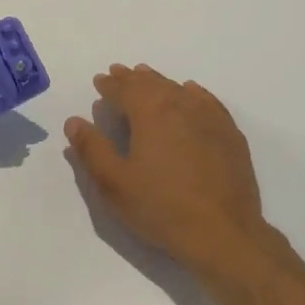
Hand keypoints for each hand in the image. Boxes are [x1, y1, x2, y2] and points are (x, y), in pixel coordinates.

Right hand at [65, 64, 273, 280]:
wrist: (222, 231)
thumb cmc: (161, 207)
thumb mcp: (115, 183)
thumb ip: (92, 149)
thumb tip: (75, 121)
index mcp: (150, 112)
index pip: (124, 89)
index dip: (110, 85)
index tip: (100, 80)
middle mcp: (181, 104)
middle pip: (152, 84)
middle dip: (133, 78)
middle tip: (120, 72)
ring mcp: (209, 117)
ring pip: (179, 89)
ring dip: (160, 82)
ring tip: (148, 79)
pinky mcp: (229, 133)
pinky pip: (207, 101)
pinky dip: (192, 93)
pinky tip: (190, 93)